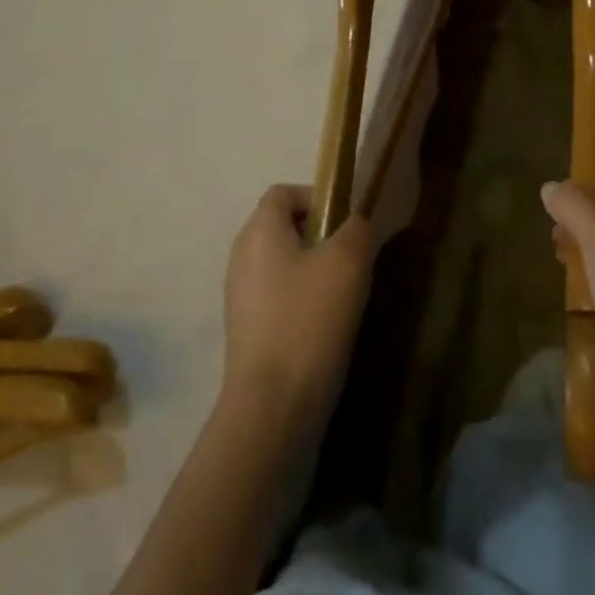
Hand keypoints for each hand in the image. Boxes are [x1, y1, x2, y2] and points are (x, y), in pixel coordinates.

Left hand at [221, 185, 378, 441]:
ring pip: (281, 262)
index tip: (345, 223)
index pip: (282, 192)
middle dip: (319, 234)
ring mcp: (239, 292)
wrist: (273, 402)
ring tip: (343, 294)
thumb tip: (353, 222)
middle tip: (350, 258)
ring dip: (313, 268)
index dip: (316, 197)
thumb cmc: (309, 318)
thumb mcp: (347, 262)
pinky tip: (325, 324)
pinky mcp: (245, 326)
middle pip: (281, 226)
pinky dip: (301, 298)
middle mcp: (241, 254)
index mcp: (259, 230)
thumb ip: (355, 229)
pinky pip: (277, 294)